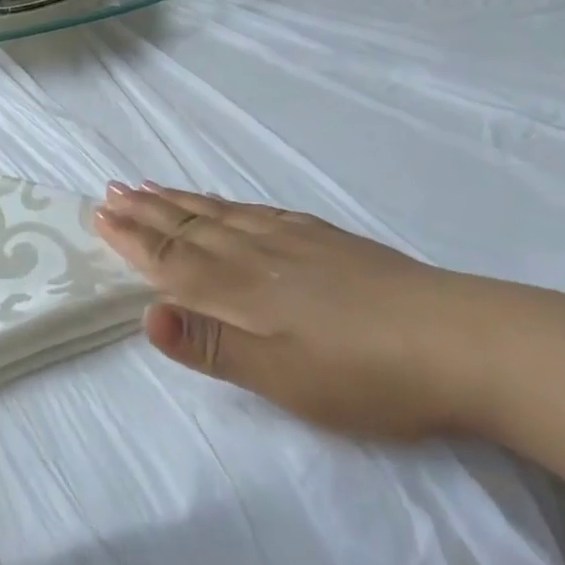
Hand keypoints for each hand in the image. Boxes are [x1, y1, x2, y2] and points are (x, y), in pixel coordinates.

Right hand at [94, 182, 500, 439]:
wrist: (466, 341)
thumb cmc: (367, 375)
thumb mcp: (284, 378)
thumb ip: (213, 346)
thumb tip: (145, 314)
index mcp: (240, 290)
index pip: (171, 258)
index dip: (132, 238)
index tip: (98, 214)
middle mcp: (257, 254)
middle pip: (188, 227)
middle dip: (145, 211)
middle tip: (110, 190)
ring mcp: (294, 241)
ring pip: (220, 213)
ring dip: (178, 200)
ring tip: (148, 185)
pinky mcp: (326, 239)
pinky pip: (257, 210)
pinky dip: (226, 202)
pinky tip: (226, 202)